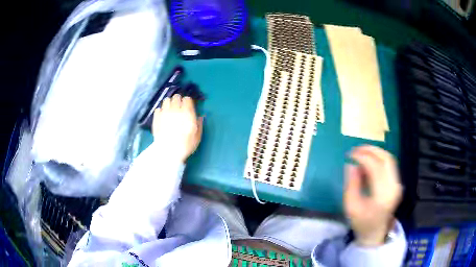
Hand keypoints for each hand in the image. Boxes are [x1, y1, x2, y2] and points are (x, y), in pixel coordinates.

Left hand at [152, 95, 202, 161]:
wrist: (168, 151)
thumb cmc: (186, 145)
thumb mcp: (197, 136)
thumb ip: (199, 124)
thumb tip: (200, 116)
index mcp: (187, 112)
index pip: (187, 99)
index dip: (188, 102)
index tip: (188, 107)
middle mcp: (175, 109)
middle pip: (176, 97)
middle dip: (178, 100)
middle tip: (179, 107)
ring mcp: (164, 112)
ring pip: (166, 100)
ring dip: (169, 103)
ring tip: (170, 110)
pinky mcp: (156, 117)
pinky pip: (158, 108)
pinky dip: (161, 110)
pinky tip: (163, 116)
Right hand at [344, 145, 402, 245]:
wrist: (375, 233)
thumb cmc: (361, 222)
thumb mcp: (351, 206)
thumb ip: (351, 184)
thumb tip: (351, 164)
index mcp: (383, 195)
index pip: (375, 167)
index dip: (362, 157)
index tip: (350, 155)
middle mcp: (394, 186)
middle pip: (386, 158)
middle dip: (370, 150)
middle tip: (356, 149)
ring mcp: (397, 184)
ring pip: (390, 159)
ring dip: (376, 152)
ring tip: (362, 152)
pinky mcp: (397, 183)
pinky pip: (390, 165)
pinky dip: (379, 159)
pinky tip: (369, 163)